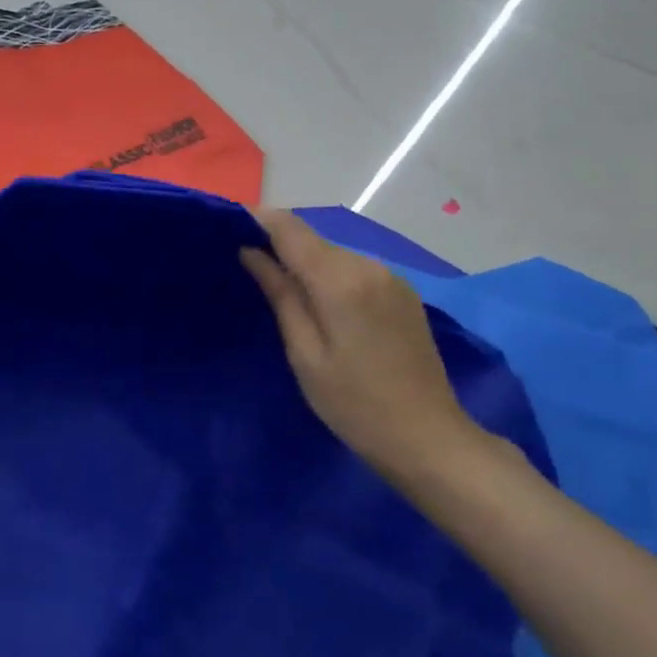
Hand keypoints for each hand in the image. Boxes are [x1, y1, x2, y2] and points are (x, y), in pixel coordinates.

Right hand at [241, 210, 487, 487]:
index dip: (259, 220)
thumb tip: (252, 253)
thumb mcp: (305, 354)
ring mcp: (391, 279)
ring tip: (280, 287)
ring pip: (335, 255)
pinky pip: (356, 271)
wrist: (426, 437)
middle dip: (280, 245)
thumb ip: (280, 296)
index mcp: (341, 281)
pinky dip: (331, 276)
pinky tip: (322, 305)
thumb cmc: (353, 403)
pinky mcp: (403, 294)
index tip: (230, 225)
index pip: (291, 230)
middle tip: (247, 265)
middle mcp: (370, 267)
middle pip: (314, 241)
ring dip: (307, 263)